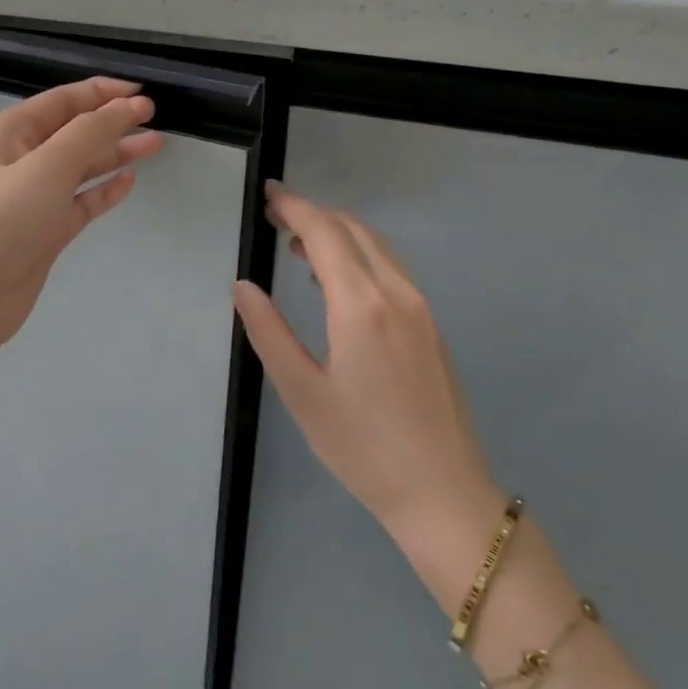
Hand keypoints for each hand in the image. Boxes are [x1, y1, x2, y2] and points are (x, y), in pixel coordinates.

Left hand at [0, 77, 163, 358]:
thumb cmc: (2, 222)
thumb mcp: (48, 166)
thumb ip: (91, 133)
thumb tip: (127, 105)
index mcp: (8, 134)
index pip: (62, 101)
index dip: (103, 93)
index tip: (143, 93)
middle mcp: (18, 161)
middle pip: (72, 132)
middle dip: (112, 123)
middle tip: (156, 121)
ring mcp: (31, 199)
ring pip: (79, 168)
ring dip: (113, 155)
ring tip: (154, 146)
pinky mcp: (43, 232)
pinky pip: (78, 203)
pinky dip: (102, 192)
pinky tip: (128, 182)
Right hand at [234, 182, 501, 554]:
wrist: (443, 493)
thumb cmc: (362, 447)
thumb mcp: (301, 392)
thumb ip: (268, 332)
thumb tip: (244, 286)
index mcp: (362, 305)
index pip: (326, 233)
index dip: (295, 207)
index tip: (268, 195)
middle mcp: (398, 294)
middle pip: (355, 230)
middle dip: (314, 214)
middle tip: (275, 217)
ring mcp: (422, 309)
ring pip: (378, 247)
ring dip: (339, 233)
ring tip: (299, 245)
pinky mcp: (432, 327)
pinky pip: (392, 269)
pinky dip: (360, 255)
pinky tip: (338, 281)